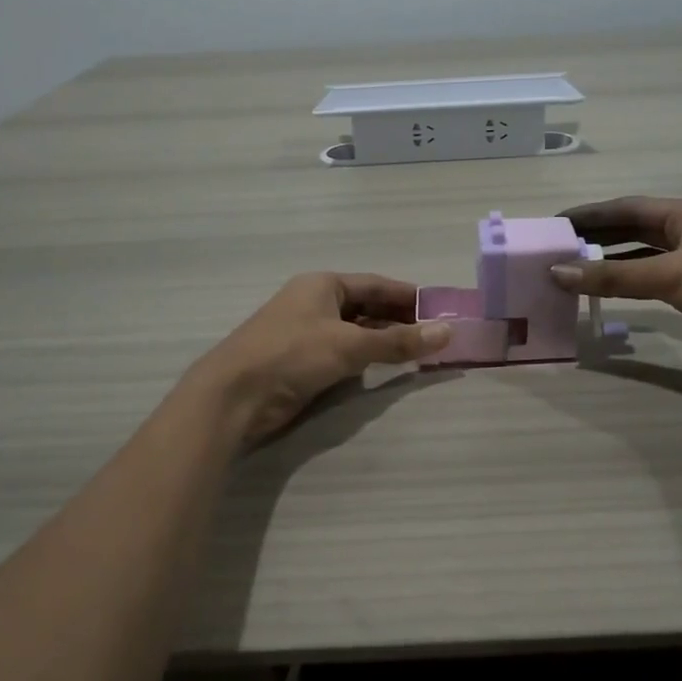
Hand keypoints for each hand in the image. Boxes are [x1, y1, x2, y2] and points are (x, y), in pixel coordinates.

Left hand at [189, 273, 451, 445]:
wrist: (234, 396)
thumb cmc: (292, 355)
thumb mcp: (350, 345)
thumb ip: (399, 341)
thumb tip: (447, 332)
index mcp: (323, 285)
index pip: (376, 285)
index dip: (408, 296)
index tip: (440, 309)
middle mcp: (315, 303)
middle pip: (367, 307)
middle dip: (399, 320)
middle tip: (435, 334)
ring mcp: (306, 332)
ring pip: (355, 331)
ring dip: (384, 341)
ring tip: (419, 352)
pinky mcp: (301, 361)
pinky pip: (343, 353)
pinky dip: (365, 358)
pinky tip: (384, 368)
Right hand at [551, 197, 681, 370]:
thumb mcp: (675, 278)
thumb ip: (616, 275)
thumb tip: (559, 271)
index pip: (626, 208)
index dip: (589, 214)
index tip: (553, 223)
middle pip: (632, 229)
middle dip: (594, 236)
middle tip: (554, 247)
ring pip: (641, 255)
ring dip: (609, 261)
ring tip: (570, 269)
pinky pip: (652, 280)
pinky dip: (628, 283)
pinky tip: (606, 292)